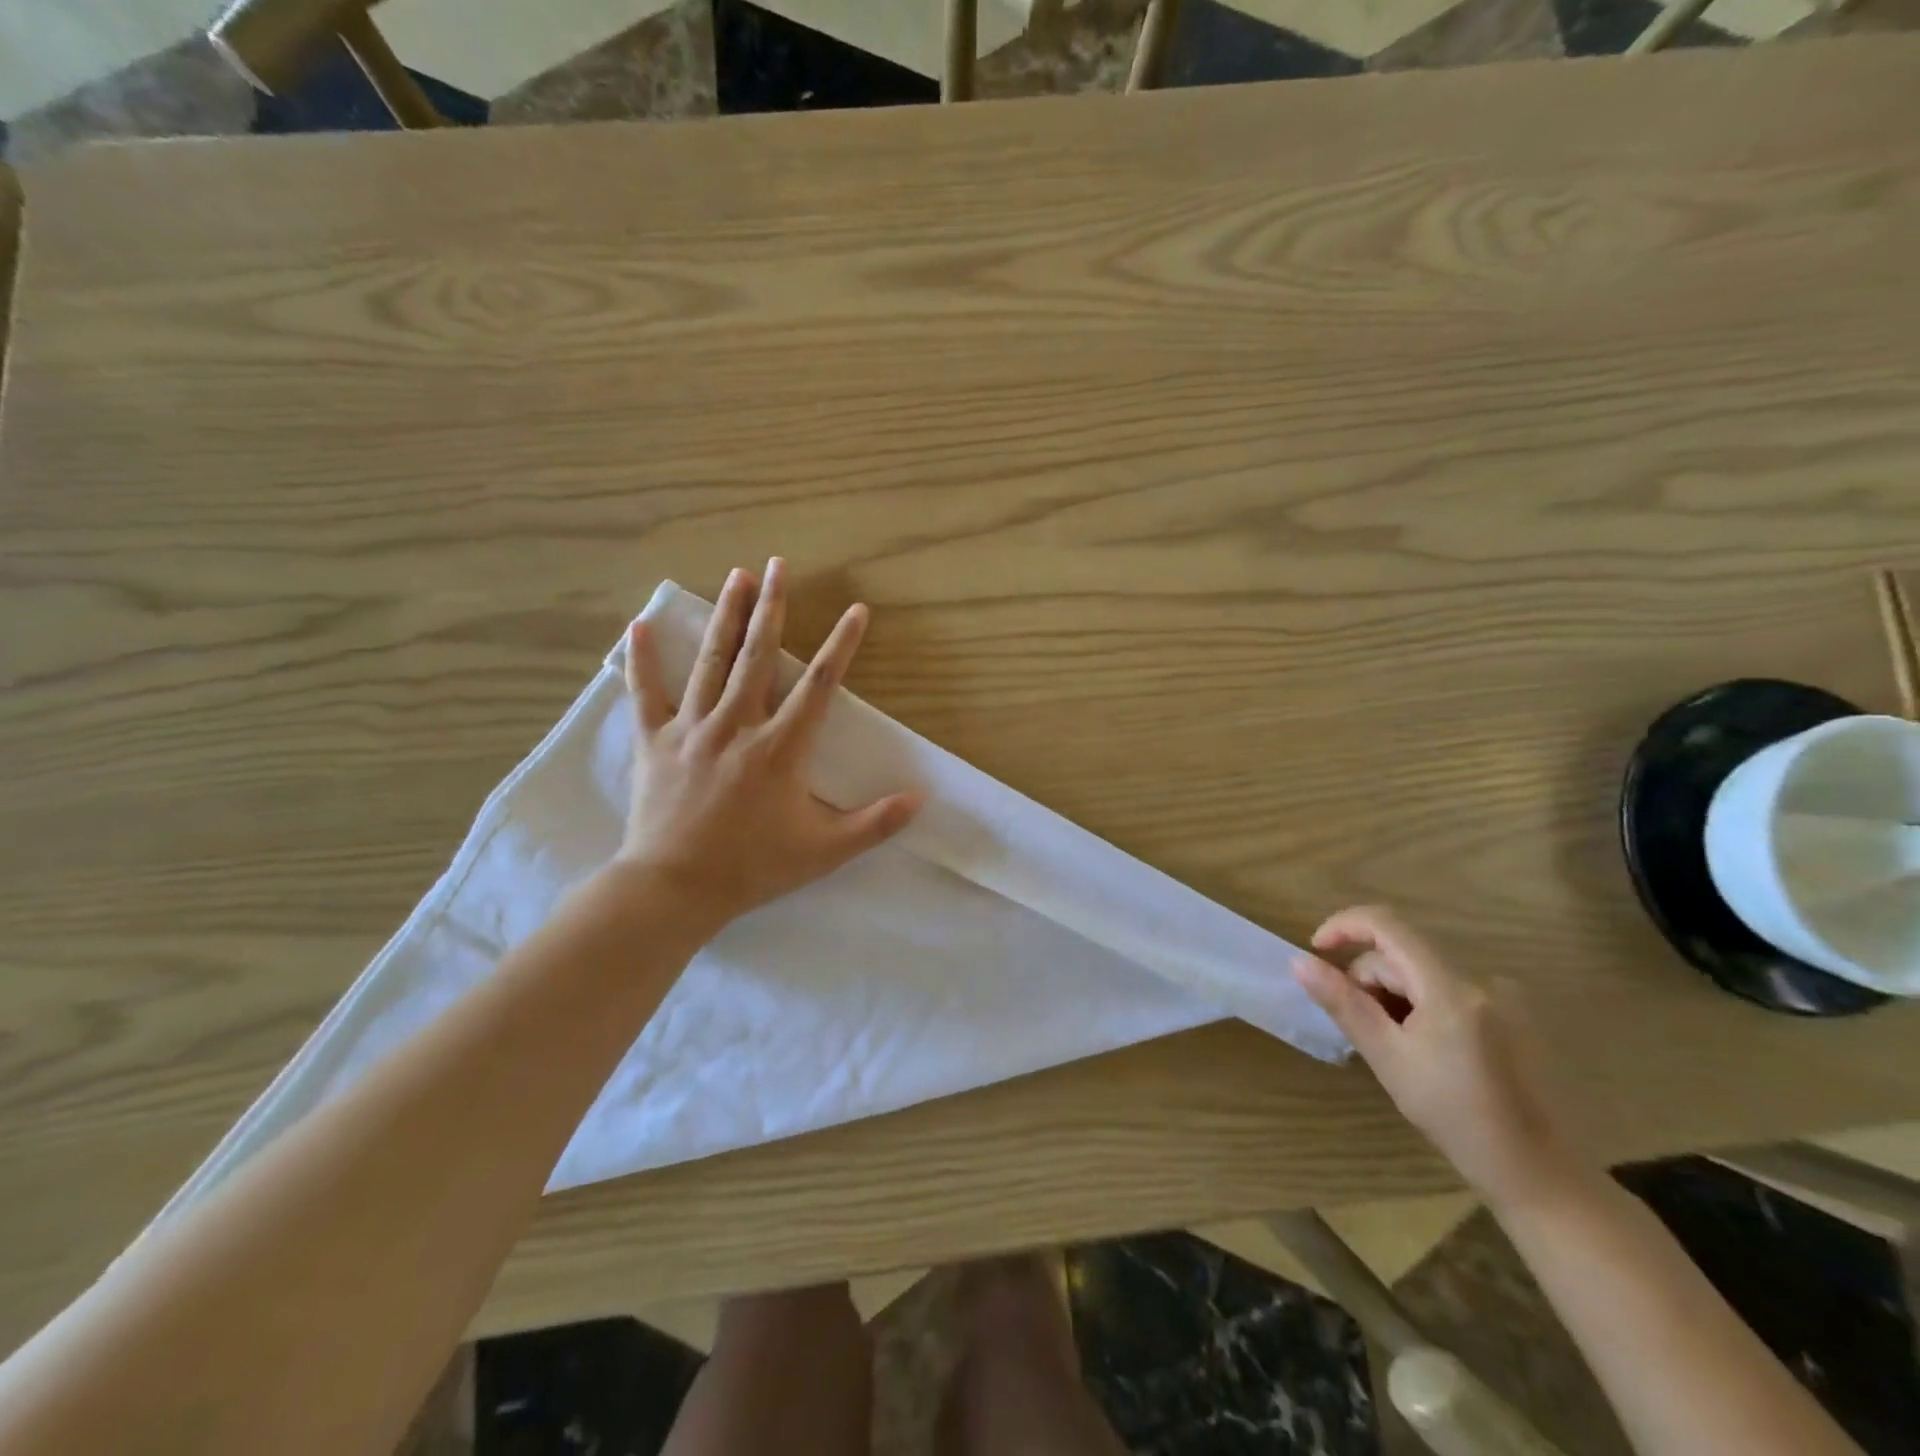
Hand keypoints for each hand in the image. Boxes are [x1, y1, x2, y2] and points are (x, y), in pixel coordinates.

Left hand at [614, 559, 922, 932]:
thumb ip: (875, 823)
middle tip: (779, 565)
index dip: (842, 644)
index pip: (820, 685)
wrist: (675, 888)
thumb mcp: (825, 851)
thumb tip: (921, 799)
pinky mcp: (655, 741)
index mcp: (780, 748)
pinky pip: (647, 693)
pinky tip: (641, 624)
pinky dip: (644, 659)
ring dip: (727, 616)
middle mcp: (737, 725)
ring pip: (712, 661)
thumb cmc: (753, 867)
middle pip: (759, 655)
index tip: (856, 610)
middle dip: (772, 607)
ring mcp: (692, 729)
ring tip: (737, 576)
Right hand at [1291, 905, 1579, 1209]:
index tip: (1316, 952)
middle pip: (1401, 954)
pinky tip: (1427, 1049)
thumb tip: (1299, 961)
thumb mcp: (1386, 1057)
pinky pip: (1447, 988)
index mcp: (1450, 987)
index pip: (1387, 924)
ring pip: (1421, 972)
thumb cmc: (1454, 1116)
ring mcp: (1501, 995)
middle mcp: (1480, 978)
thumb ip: (1342, 1003)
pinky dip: (1422, 1005)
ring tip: (1398, 1046)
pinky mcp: (1510, 1012)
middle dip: (1369, 980)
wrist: (1536, 1172)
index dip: (1344, 927)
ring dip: (1394, 995)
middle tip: (1363, 1030)